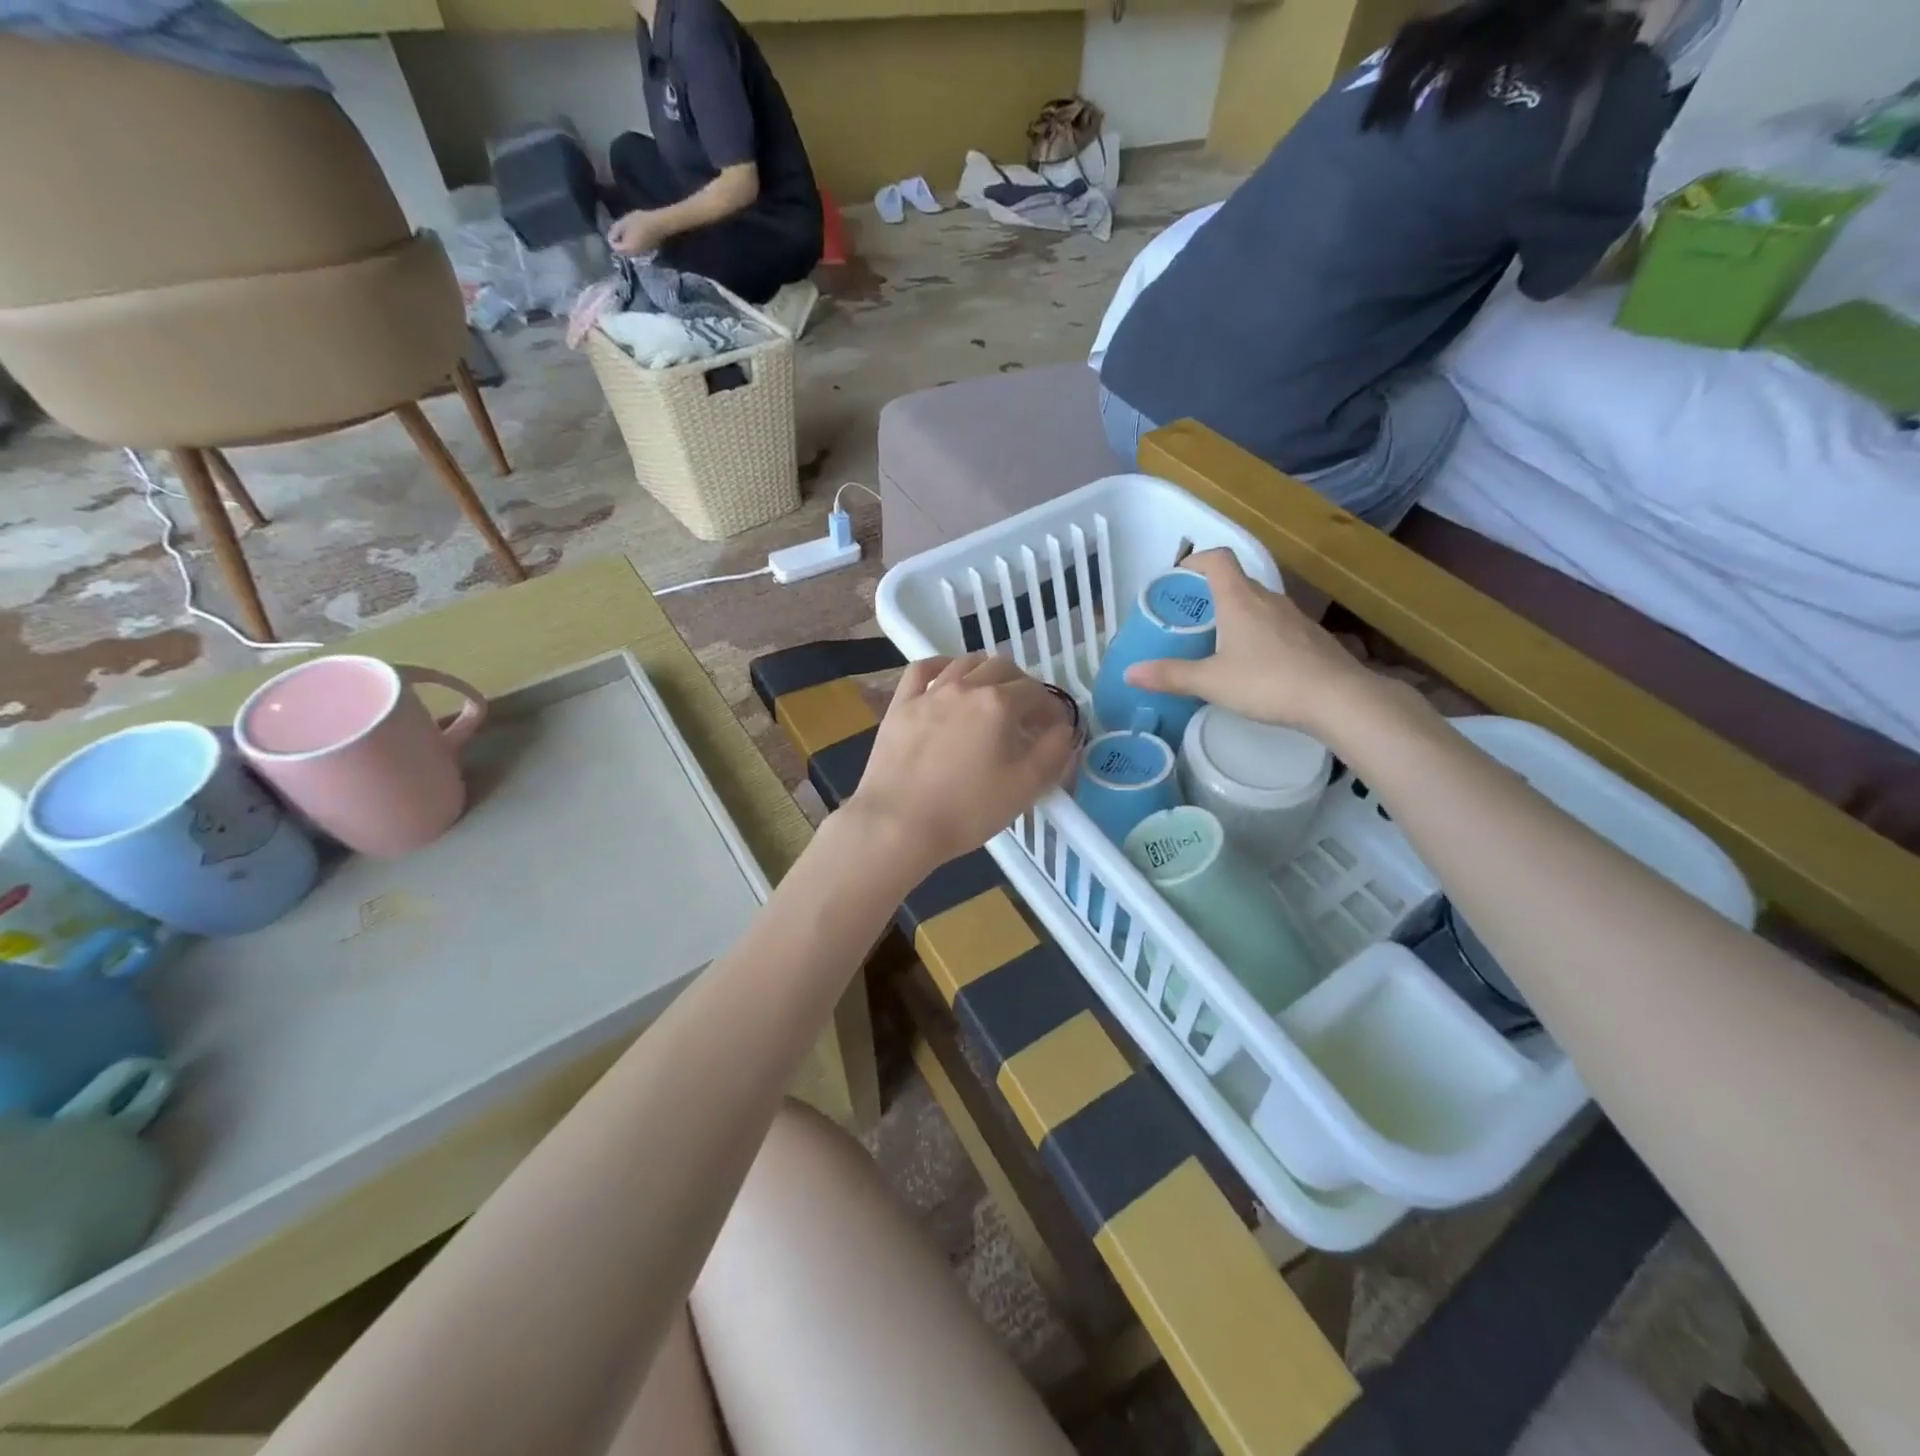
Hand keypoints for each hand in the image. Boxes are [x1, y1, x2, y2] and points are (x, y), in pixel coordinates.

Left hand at [608, 209, 665, 256]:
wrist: (658, 225)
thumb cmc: (640, 222)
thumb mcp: (623, 223)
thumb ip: (615, 230)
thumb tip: (611, 236)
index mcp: (627, 249)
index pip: (614, 247)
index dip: (611, 238)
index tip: (613, 230)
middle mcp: (633, 255)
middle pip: (621, 250)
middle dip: (618, 241)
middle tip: (618, 230)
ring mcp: (641, 254)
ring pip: (628, 250)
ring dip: (625, 242)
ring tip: (626, 231)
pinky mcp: (646, 252)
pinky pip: (635, 249)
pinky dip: (632, 243)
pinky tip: (634, 234)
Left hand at [845, 655, 1077, 873]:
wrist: (897, 824)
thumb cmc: (966, 811)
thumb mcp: (1024, 788)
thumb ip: (1053, 753)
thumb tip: (1063, 729)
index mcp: (999, 704)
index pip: (1037, 692)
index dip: (1051, 708)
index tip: (1054, 729)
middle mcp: (965, 687)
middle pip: (1003, 667)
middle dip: (1022, 686)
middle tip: (1025, 715)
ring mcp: (929, 693)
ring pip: (965, 662)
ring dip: (986, 672)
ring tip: (991, 696)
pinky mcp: (901, 705)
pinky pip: (922, 669)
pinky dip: (941, 665)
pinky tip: (947, 676)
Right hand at [1124, 549, 1378, 734]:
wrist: (1338, 698)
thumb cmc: (1267, 682)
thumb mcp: (1210, 682)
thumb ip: (1170, 675)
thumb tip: (1129, 673)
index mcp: (1239, 600)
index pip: (1217, 559)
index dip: (1195, 560)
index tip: (1177, 577)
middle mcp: (1268, 599)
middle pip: (1236, 582)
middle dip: (1210, 594)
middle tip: (1189, 618)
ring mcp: (1294, 617)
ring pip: (1258, 604)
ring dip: (1236, 614)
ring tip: (1217, 641)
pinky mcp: (1311, 637)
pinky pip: (1277, 625)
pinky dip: (1259, 633)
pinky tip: (1254, 663)